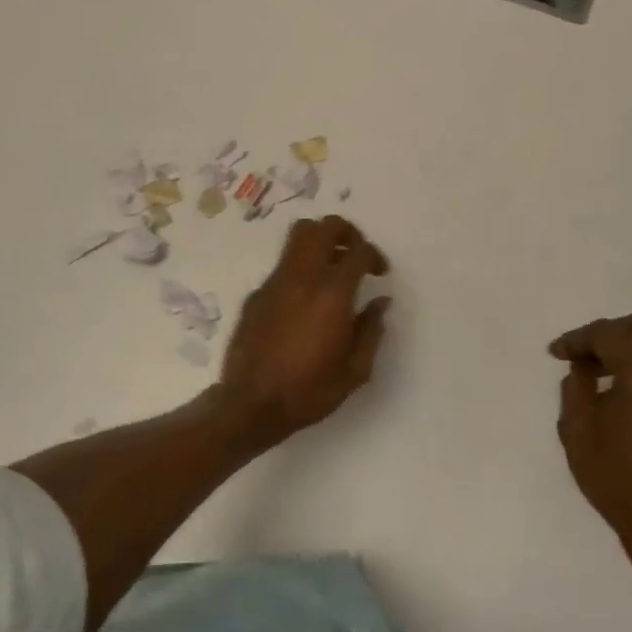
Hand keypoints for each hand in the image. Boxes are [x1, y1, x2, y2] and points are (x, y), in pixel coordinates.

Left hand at [220, 216, 390, 440]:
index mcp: (332, 295)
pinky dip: (300, 270)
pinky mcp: (256, 294)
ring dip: (320, 243)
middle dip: (345, 232)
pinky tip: (304, 301)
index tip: (379, 273)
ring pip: (298, 238)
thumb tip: (380, 303)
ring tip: (331, 269)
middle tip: (355, 254)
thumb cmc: (309, 391)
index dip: (374, 255)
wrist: (251, 405)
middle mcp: (302, 278)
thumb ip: (371, 330)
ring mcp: (275, 282)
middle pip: (323, 227)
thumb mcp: (355, 371)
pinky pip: (282, 266)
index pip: (357, 252)